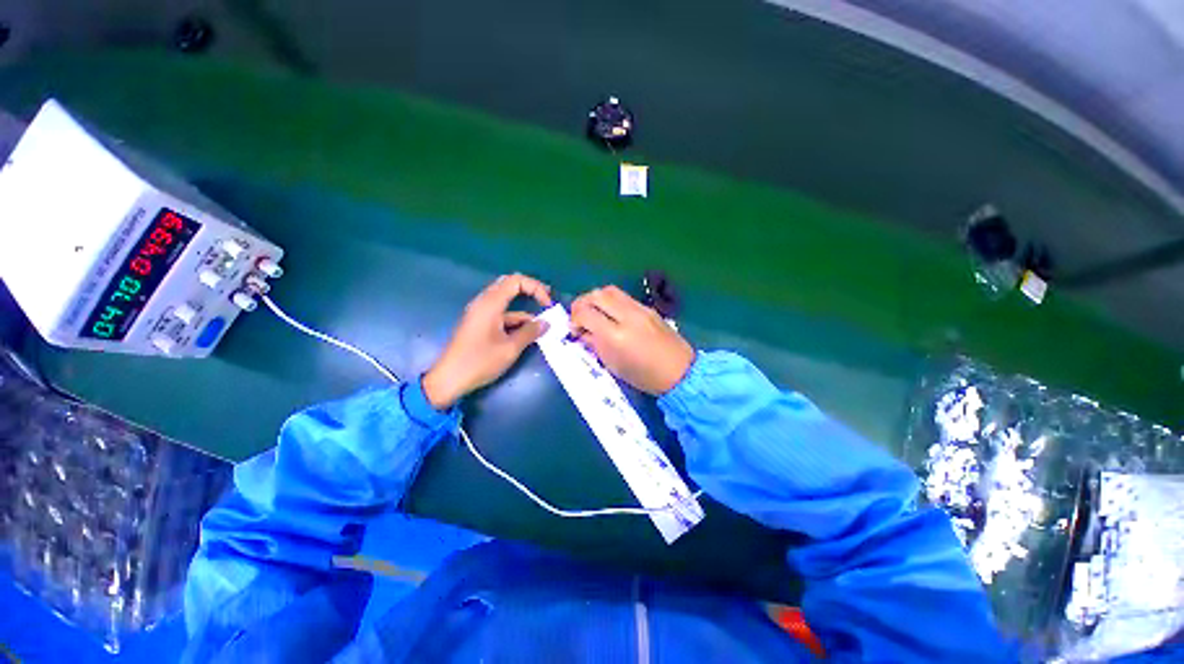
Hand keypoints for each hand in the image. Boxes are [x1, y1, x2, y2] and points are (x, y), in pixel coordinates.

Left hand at [423, 274, 552, 408]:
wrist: (449, 379)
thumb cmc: (480, 362)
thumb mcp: (510, 348)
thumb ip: (530, 333)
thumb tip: (546, 323)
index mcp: (490, 303)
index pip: (516, 280)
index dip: (536, 287)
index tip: (547, 304)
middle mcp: (484, 303)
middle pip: (510, 285)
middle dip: (530, 291)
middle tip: (547, 300)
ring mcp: (480, 313)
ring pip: (506, 301)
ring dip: (524, 308)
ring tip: (541, 323)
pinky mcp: (479, 323)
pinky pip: (501, 314)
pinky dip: (515, 319)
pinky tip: (527, 332)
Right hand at [570, 285, 694, 394]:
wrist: (680, 372)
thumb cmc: (644, 376)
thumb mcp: (614, 365)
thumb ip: (595, 345)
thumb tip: (582, 332)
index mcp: (616, 336)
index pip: (586, 313)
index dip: (574, 319)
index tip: (574, 329)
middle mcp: (627, 316)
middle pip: (596, 294)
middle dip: (582, 303)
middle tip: (579, 316)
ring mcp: (640, 309)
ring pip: (610, 290)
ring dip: (596, 298)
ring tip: (594, 313)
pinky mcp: (648, 308)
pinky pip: (624, 297)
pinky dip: (611, 301)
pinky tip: (611, 314)